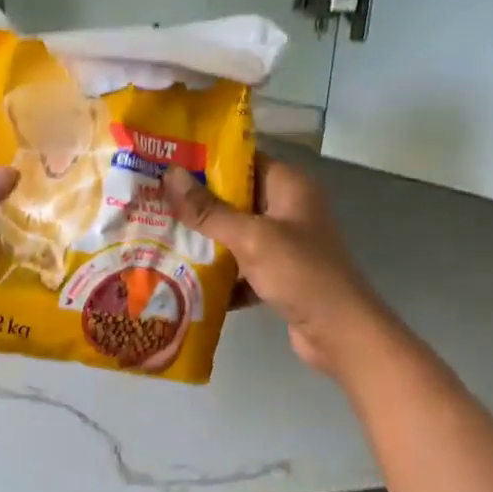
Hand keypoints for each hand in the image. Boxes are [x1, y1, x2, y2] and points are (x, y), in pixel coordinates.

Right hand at [164, 158, 388, 376]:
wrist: (338, 331)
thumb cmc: (299, 272)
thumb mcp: (250, 237)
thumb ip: (209, 210)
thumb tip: (170, 175)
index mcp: (289, 187)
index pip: (243, 160)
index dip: (206, 160)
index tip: (167, 164)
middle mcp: (288, 210)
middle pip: (235, 199)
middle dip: (196, 205)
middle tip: (153, 203)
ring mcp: (285, 245)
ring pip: (235, 235)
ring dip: (204, 242)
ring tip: (160, 239)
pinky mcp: (279, 276)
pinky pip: (241, 268)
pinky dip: (219, 275)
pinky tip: (184, 280)